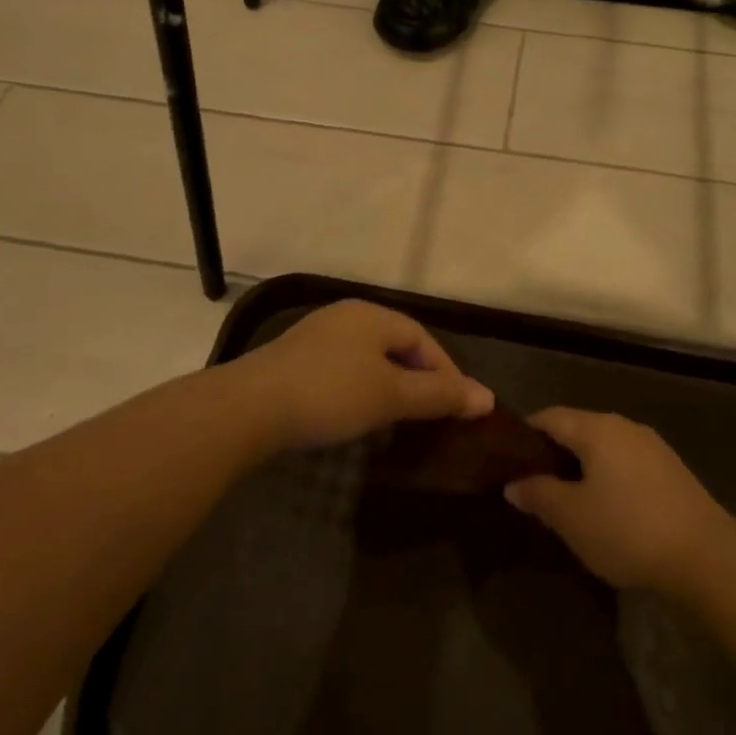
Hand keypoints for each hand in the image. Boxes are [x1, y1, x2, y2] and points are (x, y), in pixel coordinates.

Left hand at [238, 299, 494, 452]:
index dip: (446, 373)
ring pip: (369, 358)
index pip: (423, 339)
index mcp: (373, 315)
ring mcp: (318, 335)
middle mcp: (347, 316)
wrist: (248, 408)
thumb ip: (438, 395)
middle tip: (432, 415)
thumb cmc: (330, 394)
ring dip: (390, 385)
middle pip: (397, 345)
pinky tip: (356, 414)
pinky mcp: (295, 358)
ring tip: (399, 419)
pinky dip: (361, 389)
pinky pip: (344, 368)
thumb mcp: (391, 396)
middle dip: (419, 379)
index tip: (459, 408)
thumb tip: (486, 397)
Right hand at [504, 408, 731, 593]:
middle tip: (534, 485)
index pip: (549, 417)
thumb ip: (539, 495)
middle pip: (577, 428)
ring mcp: (651, 445)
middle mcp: (623, 425)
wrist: (706, 556)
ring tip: (569, 499)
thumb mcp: (572, 518)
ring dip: (583, 466)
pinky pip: (626, 462)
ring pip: (604, 446)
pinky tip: (608, 508)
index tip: (508, 460)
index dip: (525, 434)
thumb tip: (513, 483)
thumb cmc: (628, 530)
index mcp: (595, 428)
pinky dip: (609, 476)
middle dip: (554, 452)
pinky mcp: (671, 469)